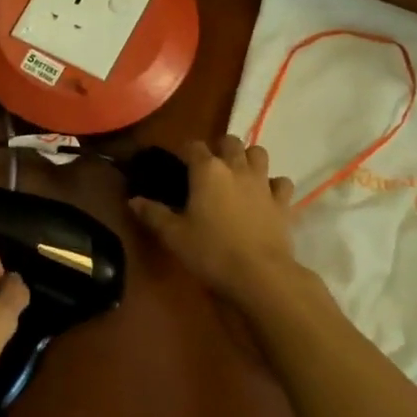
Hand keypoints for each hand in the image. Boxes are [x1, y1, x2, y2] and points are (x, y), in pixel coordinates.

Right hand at [130, 137, 298, 305]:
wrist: (259, 274)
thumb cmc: (211, 251)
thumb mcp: (174, 235)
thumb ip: (153, 214)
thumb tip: (133, 200)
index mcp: (207, 170)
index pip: (193, 146)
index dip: (185, 151)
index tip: (179, 163)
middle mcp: (236, 168)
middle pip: (230, 141)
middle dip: (219, 148)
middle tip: (209, 167)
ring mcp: (262, 183)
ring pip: (259, 153)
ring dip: (248, 158)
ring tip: (238, 174)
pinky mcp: (282, 201)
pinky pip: (281, 182)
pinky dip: (273, 184)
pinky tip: (265, 196)